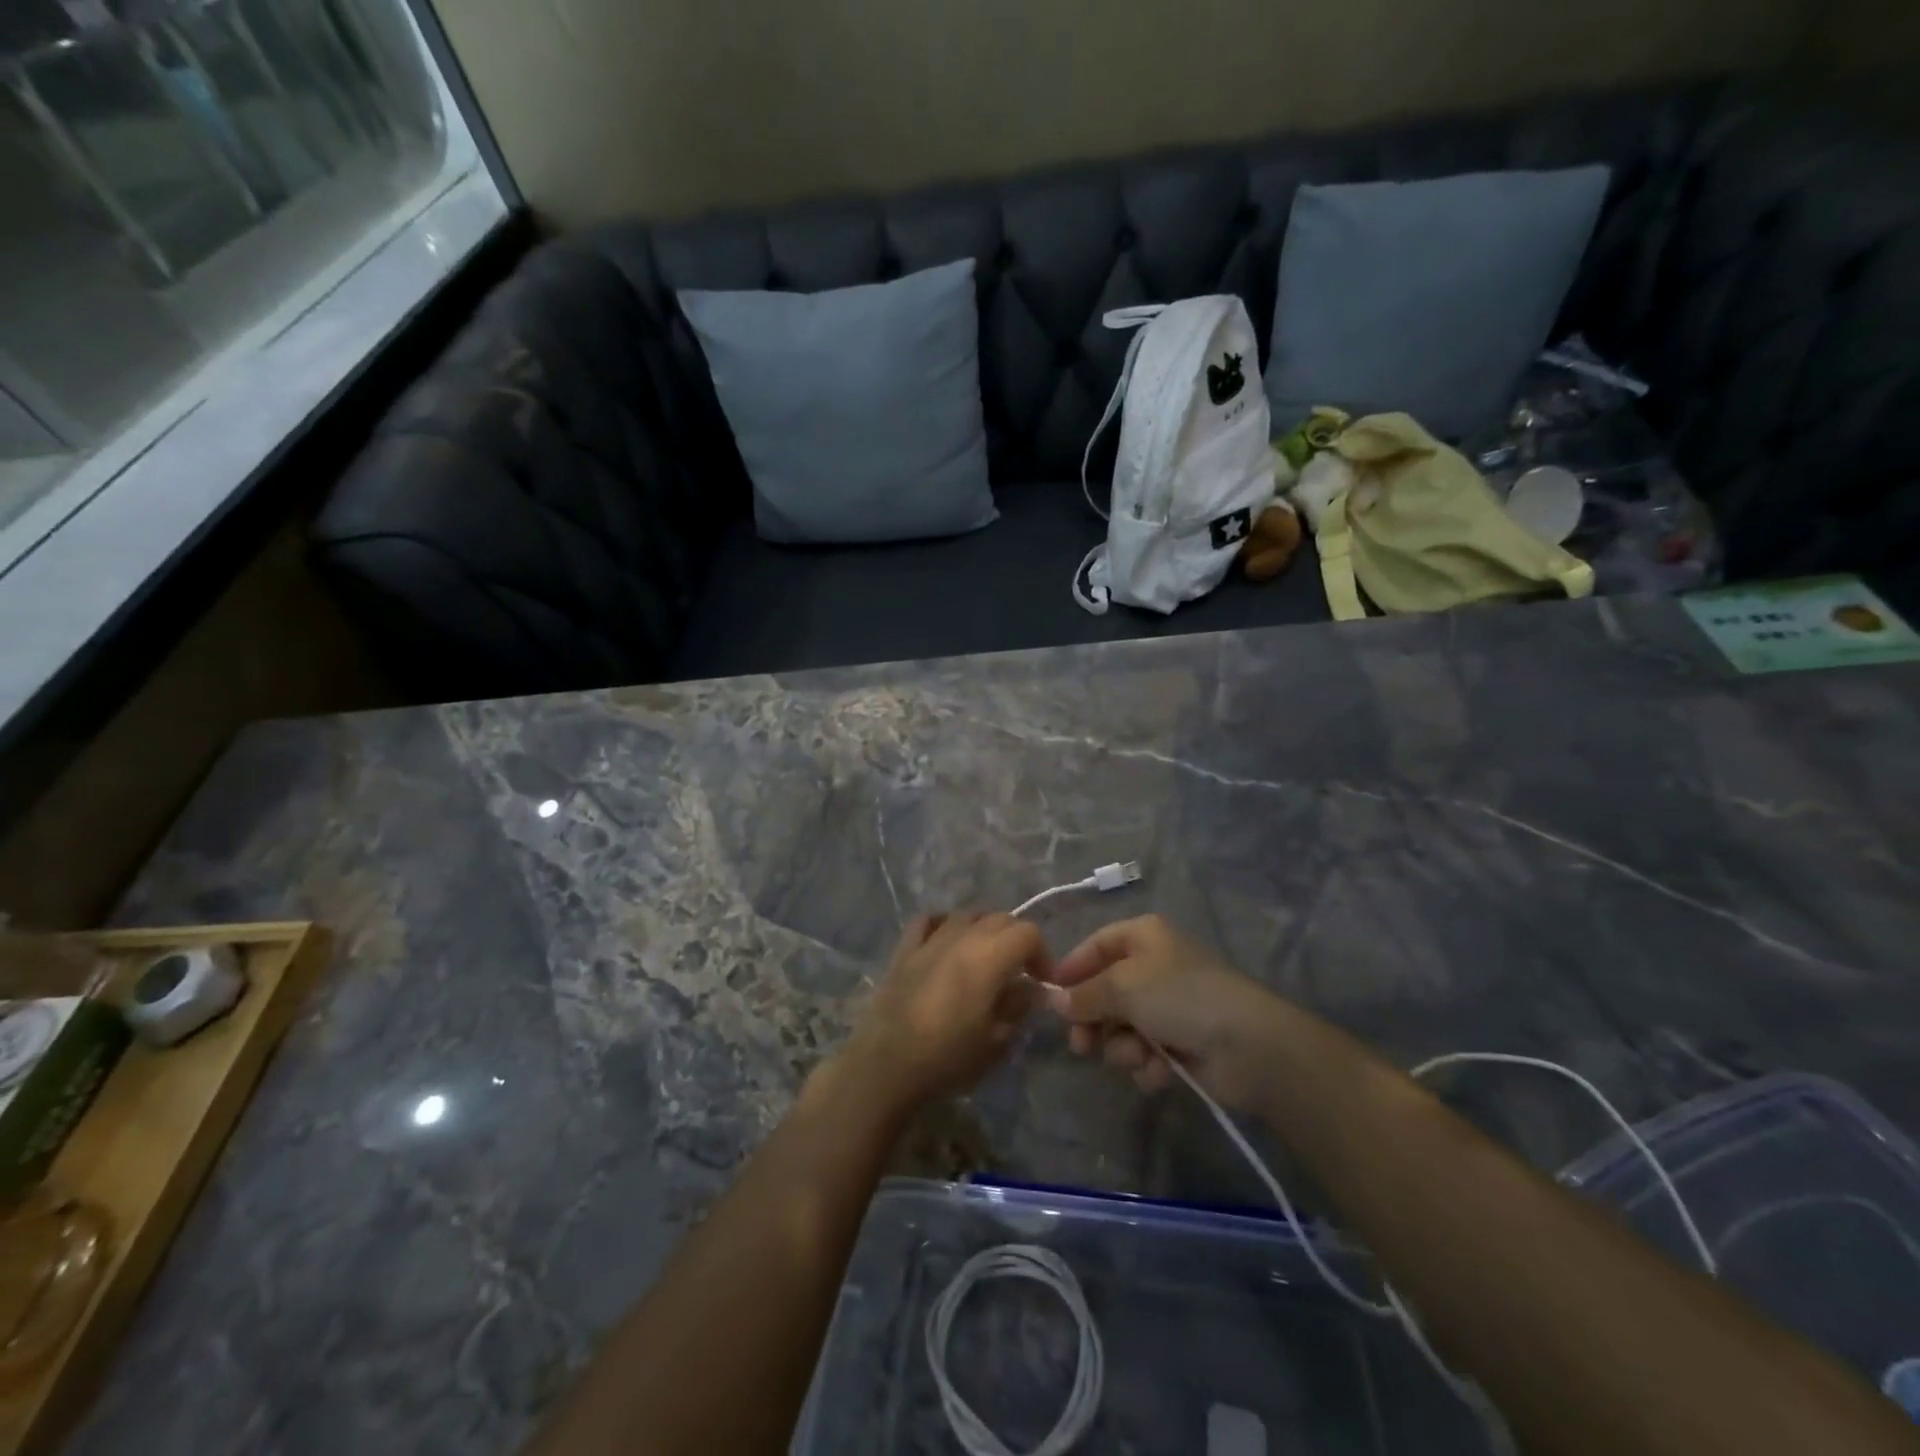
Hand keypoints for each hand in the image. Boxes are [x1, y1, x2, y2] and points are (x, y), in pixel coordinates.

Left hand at [839, 912, 1046, 1110]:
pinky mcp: (904, 950)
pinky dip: (943, 925)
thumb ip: (1018, 1006)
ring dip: (983, 929)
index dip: (1042, 954)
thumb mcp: (996, 1040)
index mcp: (989, 956)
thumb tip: (1030, 989)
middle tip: (1019, 971)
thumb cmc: (948, 1057)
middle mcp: (961, 937)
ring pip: (966, 916)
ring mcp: (929, 940)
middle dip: (1016, 940)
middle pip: (1000, 918)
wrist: (887, 1065)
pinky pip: (928, 922)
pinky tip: (946, 941)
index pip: (1028, 933)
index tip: (1042, 981)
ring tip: (985, 956)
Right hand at [1043, 914, 1284, 1107]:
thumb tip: (1055, 1002)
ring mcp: (1168, 1006)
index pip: (1096, 945)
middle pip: (1105, 991)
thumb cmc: (1178, 996)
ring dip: (1123, 1047)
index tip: (1050, 997)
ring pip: (1122, 1027)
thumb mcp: (1121, 986)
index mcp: (1143, 937)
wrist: (1246, 1044)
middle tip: (1081, 1046)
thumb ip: (1084, 994)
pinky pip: (1146, 1052)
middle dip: (1093, 1021)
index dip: (1072, 969)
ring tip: (1137, 1055)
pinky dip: (1147, 1063)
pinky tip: (1159, 1070)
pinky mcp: (1180, 1043)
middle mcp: (1154, 966)